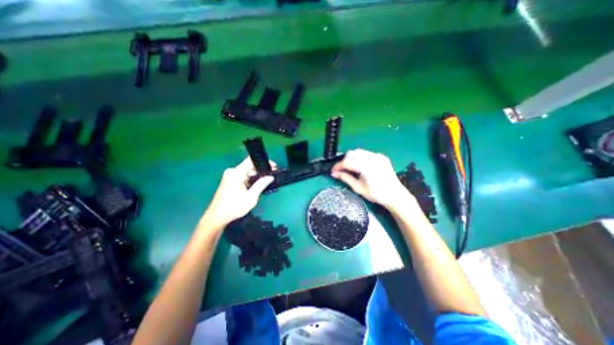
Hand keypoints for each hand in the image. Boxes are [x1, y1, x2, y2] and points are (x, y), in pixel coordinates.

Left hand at [203, 157, 274, 228]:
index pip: (251, 161)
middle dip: (261, 171)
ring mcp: (230, 176)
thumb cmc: (234, 207)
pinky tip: (258, 185)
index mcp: (236, 173)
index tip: (274, 167)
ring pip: (247, 172)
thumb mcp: (251, 197)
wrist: (217, 217)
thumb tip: (270, 177)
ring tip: (267, 181)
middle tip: (272, 176)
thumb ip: (261, 185)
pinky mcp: (230, 180)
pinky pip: (243, 176)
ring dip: (256, 176)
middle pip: (250, 166)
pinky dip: (251, 180)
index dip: (264, 162)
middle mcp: (232, 171)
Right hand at [332, 149, 417, 210]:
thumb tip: (334, 173)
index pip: (347, 162)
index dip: (338, 166)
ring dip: (351, 158)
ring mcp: (377, 156)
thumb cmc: (376, 194)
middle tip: (340, 170)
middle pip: (352, 153)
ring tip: (349, 167)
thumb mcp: (358, 188)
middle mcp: (371, 158)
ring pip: (358, 152)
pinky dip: (359, 158)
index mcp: (365, 167)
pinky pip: (366, 154)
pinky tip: (359, 166)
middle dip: (344, 160)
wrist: (395, 195)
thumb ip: (345, 178)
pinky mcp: (381, 157)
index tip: (332, 171)